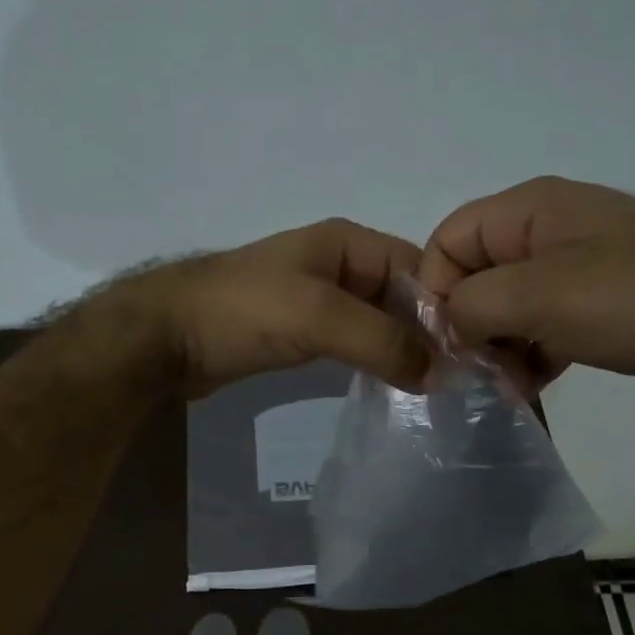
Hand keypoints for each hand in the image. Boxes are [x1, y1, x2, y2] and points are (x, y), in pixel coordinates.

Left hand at [99, 219, 430, 397]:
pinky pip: (351, 342)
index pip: (419, 269)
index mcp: (348, 243)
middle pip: (401, 296)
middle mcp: (338, 264)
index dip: (447, 307)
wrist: (164, 336)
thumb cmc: (242, 311)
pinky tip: (388, 387)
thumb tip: (440, 374)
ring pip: (377, 322)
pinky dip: (371, 360)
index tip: (471, 354)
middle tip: (456, 382)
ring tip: (430, 391)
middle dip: (428, 333)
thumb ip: (382, 340)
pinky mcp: (299, 330)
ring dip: (401, 351)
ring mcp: (317, 298)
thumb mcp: (318, 317)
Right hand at [419, 176, 634, 401]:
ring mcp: (583, 265)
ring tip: (512, 387)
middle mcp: (552, 229)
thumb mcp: (537, 297)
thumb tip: (447, 325)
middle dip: (470, 325)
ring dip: (501, 348)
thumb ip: (471, 306)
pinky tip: (536, 386)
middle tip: (480, 373)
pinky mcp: (607, 301)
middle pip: (477, 274)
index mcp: (531, 209)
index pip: (449, 239)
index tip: (446, 342)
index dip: (435, 289)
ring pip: (511, 305)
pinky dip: (533, 353)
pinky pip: (547, 323)